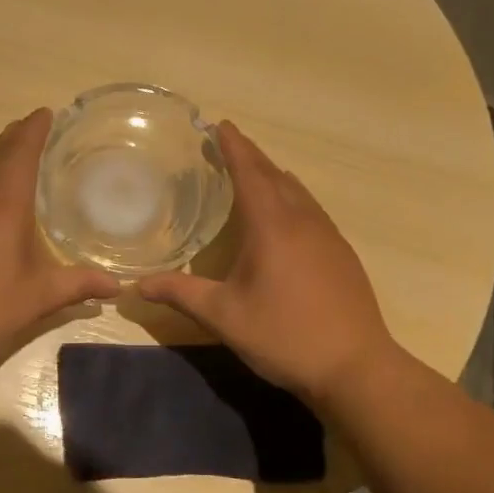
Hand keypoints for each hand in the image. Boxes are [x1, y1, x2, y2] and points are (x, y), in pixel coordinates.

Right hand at [136, 121, 395, 410]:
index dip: (233, 147)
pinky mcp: (341, 254)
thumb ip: (181, 294)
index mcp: (272, 226)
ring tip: (252, 173)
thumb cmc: (284, 336)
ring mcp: (328, 236)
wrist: (355, 367)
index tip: (219, 125)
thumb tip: (138, 286)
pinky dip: (291, 198)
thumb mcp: (224, 316)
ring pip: (297, 192)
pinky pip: (311, 210)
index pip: (250, 172)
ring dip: (272, 176)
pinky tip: (284, 216)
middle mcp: (303, 221)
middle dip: (250, 156)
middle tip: (227, 144)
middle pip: (275, 176)